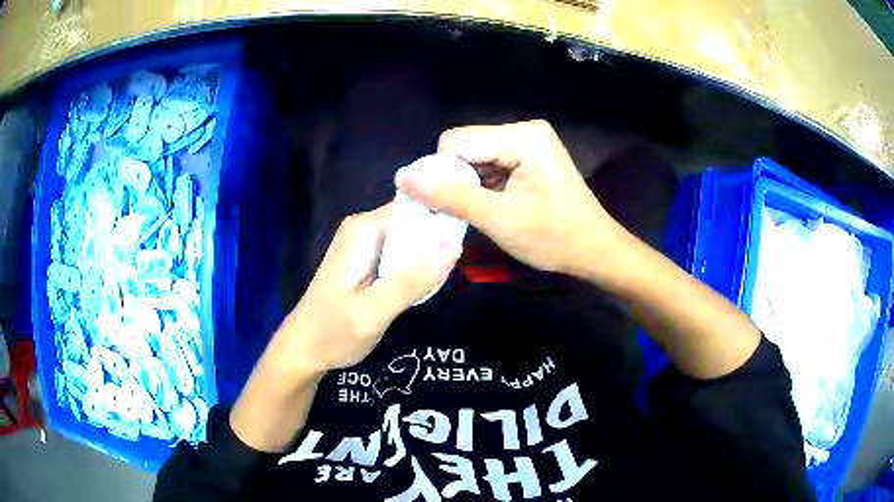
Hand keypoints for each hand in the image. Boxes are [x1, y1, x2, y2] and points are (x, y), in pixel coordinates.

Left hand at [271, 203, 460, 375]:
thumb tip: (453, 244)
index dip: (444, 214)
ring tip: (446, 276)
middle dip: (439, 238)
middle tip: (460, 265)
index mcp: (364, 230)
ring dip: (429, 254)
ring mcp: (364, 242)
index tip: (471, 232)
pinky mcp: (366, 257)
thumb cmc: (334, 333)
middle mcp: (363, 227)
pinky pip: (401, 250)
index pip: (416, 204)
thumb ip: (411, 280)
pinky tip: (424, 285)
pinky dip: (415, 265)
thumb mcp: (374, 312)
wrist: (304, 349)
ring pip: (410, 236)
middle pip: (414, 219)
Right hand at [397, 120, 629, 277]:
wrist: (594, 250)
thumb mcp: (499, 220)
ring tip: (480, 213)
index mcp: (522, 136)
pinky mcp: (527, 156)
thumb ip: (450, 197)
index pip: (456, 142)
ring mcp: (527, 142)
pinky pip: (488, 164)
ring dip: (467, 185)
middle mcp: (523, 130)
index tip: (445, 207)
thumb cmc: (554, 238)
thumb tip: (403, 178)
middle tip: (462, 213)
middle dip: (455, 180)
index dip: (441, 174)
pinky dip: (481, 186)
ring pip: (474, 157)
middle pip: (464, 147)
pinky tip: (490, 206)